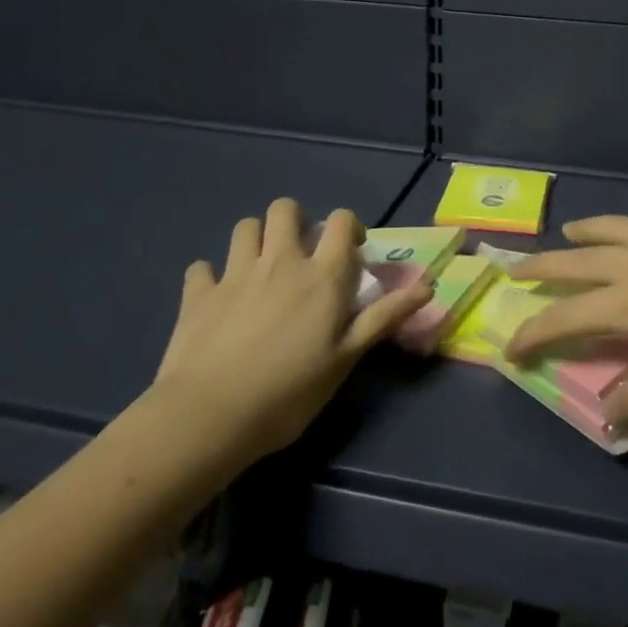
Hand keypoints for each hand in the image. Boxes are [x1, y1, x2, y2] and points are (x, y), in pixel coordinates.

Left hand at [153, 198, 431, 458]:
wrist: (208, 417)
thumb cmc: (288, 392)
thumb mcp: (346, 359)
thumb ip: (384, 316)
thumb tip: (429, 284)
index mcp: (321, 274)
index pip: (341, 220)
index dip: (347, 226)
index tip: (349, 251)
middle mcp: (280, 260)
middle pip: (285, 209)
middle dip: (295, 220)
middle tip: (299, 253)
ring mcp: (235, 273)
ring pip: (245, 227)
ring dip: (255, 239)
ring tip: (260, 269)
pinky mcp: (197, 293)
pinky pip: (201, 268)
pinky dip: (210, 276)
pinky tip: (215, 297)